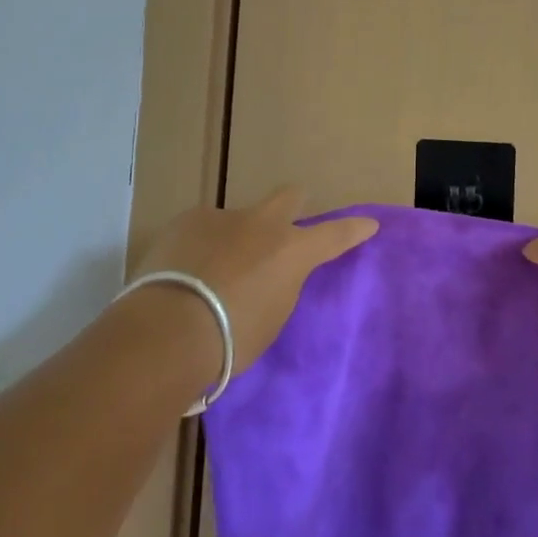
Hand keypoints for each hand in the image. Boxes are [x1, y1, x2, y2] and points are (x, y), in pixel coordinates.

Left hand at [132, 188, 377, 372]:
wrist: (168, 330)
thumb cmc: (230, 339)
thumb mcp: (270, 319)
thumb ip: (278, 289)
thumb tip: (269, 277)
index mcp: (292, 251)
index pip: (335, 234)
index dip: (354, 229)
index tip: (369, 224)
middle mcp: (263, 224)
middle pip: (289, 197)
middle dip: (293, 205)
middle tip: (285, 225)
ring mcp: (223, 217)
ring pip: (238, 219)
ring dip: (234, 239)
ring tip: (212, 273)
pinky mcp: (186, 220)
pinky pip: (202, 230)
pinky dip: (200, 247)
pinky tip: (183, 273)